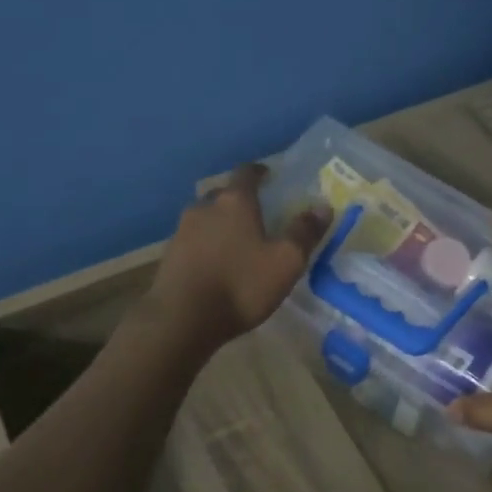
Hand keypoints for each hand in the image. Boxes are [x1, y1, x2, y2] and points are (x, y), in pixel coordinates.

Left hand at [145, 164, 329, 349]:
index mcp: (234, 202)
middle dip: (239, 200)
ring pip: (205, 217)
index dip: (259, 172)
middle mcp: (204, 207)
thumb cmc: (240, 285)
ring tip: (236, 241)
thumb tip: (323, 207)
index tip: (269, 177)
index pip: (246, 173)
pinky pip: (192, 240)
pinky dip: (205, 244)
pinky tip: (214, 263)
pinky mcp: (169, 255)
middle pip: (223, 194)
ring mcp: (181, 230)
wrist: (181, 319)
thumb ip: (304, 232)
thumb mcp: (285, 262)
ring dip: (220, 223)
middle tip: (256, 214)